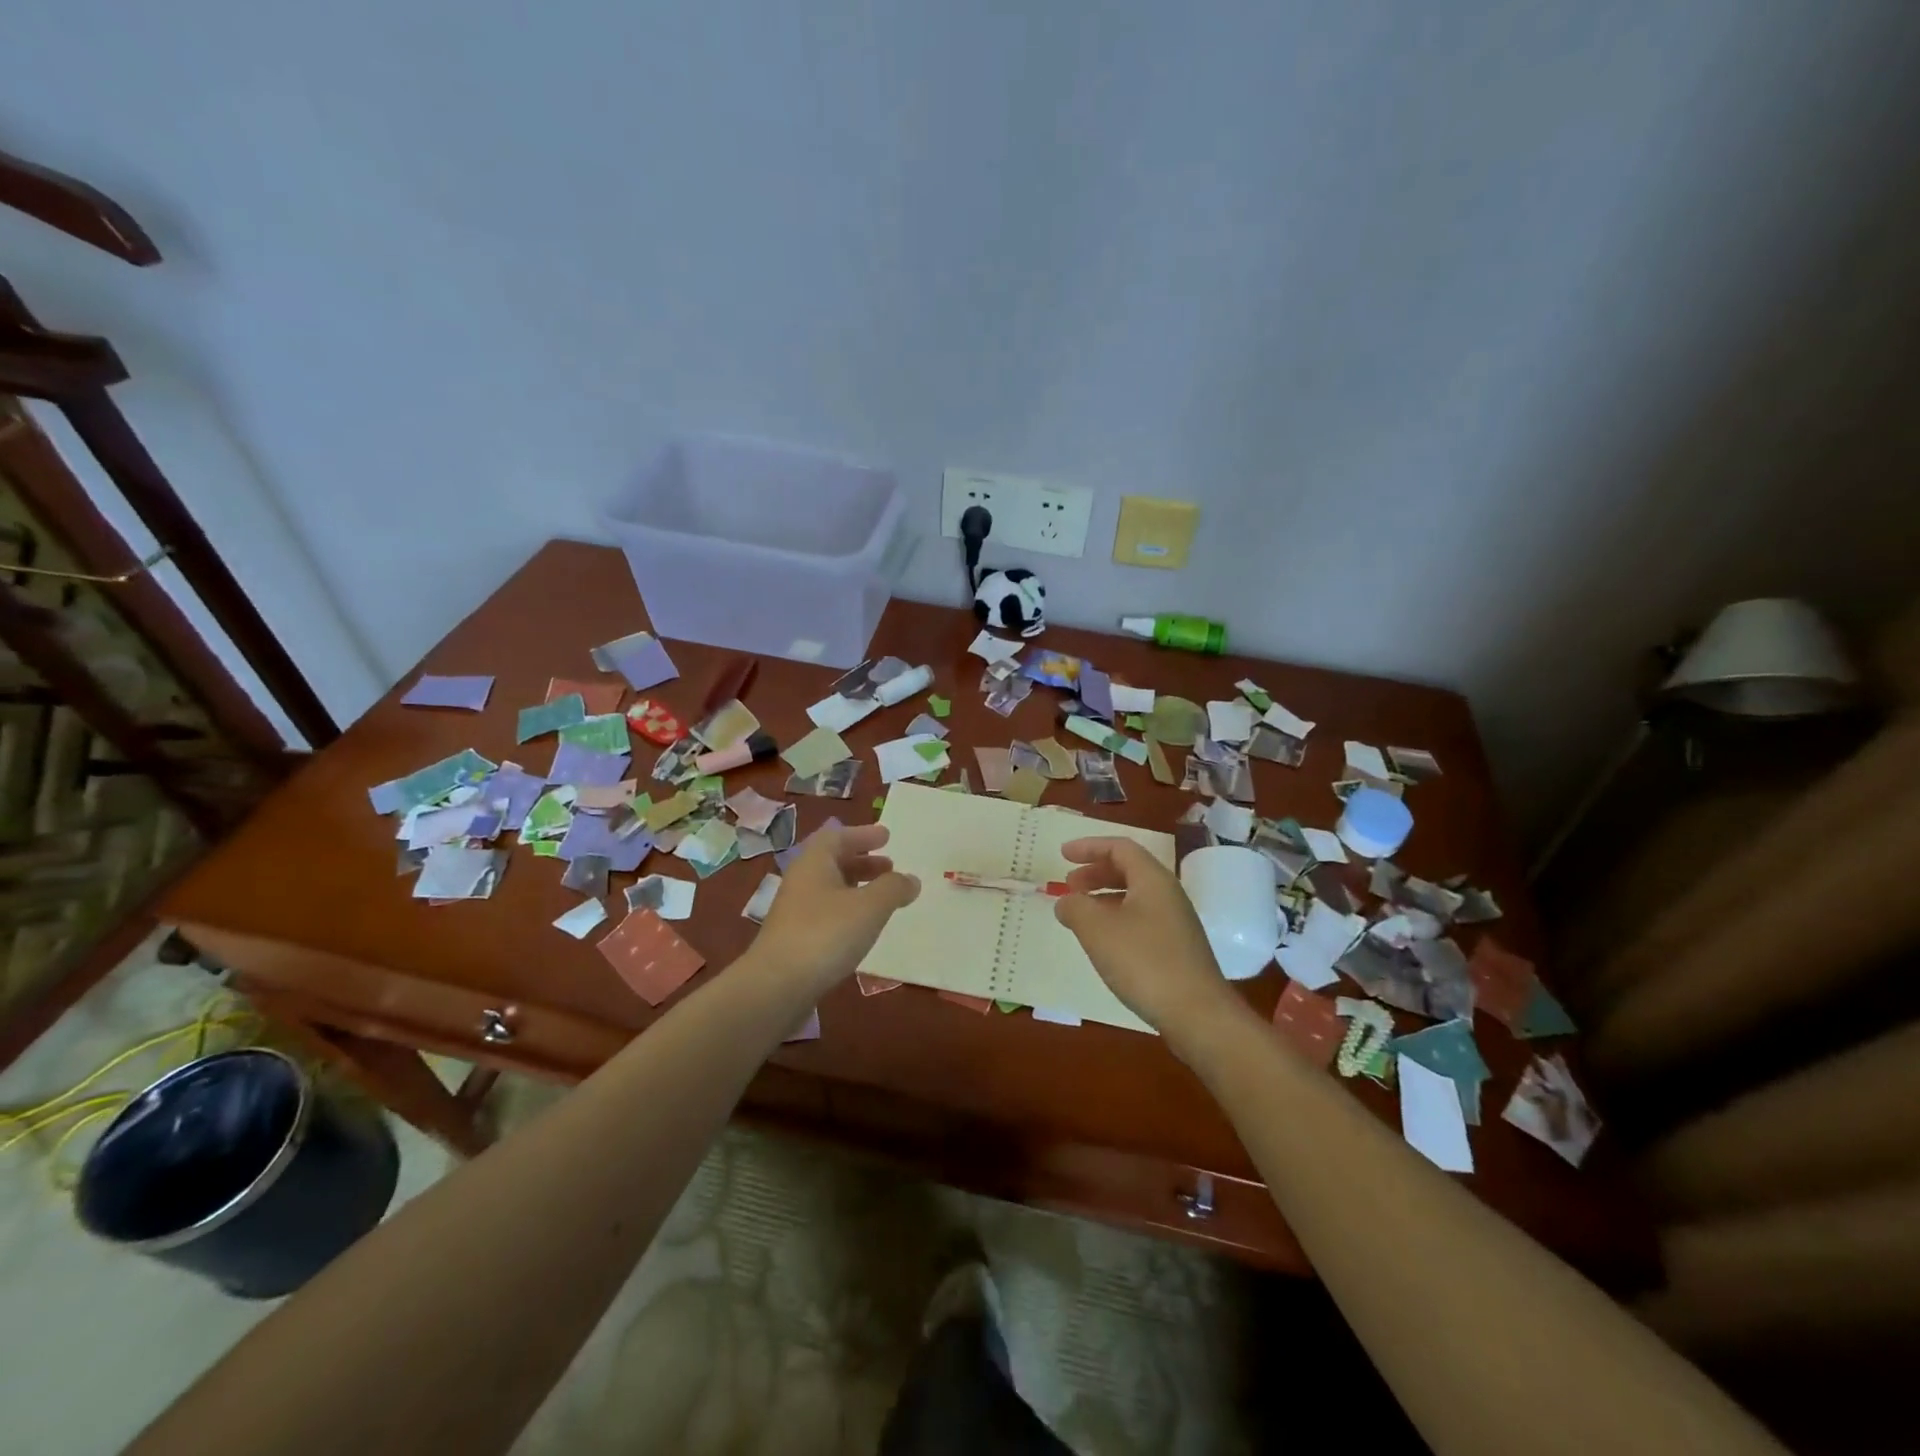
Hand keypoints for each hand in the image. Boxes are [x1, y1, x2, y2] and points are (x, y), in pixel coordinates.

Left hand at [750, 824, 919, 994]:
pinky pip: (826, 911)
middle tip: (889, 865)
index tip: (886, 836)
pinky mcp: (795, 938)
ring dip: (857, 885)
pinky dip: (848, 909)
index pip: (837, 836)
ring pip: (830, 887)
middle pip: (833, 861)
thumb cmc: (826, 934)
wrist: (777, 986)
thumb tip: (911, 879)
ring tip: (882, 897)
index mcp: (814, 862)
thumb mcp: (870, 907)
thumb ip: (893, 888)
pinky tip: (862, 926)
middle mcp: (801, 881)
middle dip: (862, 860)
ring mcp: (795, 911)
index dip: (863, 834)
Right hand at [1054, 837, 1244, 1046]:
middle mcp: (1168, 894)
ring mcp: (1176, 922)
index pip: (1120, 848)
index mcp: (1153, 880)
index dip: (1089, 847)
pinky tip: (1103, 942)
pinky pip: (1141, 919)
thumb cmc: (1144, 962)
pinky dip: (1116, 918)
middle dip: (1095, 872)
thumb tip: (1066, 901)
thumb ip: (1075, 907)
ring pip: (1135, 896)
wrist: (1197, 1014)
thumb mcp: (1097, 930)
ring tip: (1080, 913)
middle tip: (1069, 884)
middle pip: (1129, 870)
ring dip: (1104, 897)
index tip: (1062, 855)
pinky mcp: (1177, 948)